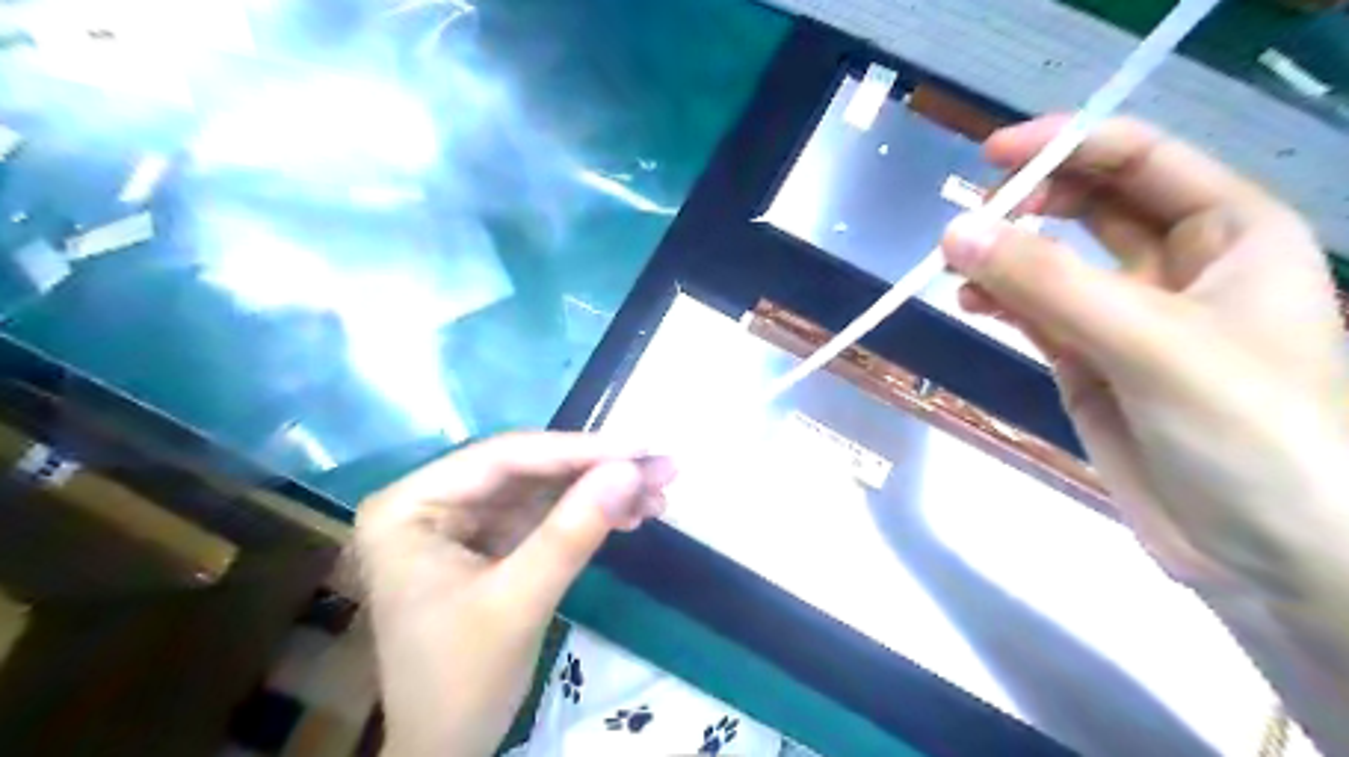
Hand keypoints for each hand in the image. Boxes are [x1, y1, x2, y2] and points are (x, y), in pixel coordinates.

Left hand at [354, 431, 674, 756]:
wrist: (446, 752)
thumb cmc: (460, 683)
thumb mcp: (519, 603)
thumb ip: (573, 532)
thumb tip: (630, 470)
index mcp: (409, 506)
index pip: (504, 459)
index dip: (578, 450)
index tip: (642, 448)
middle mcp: (432, 500)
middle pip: (529, 470)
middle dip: (599, 471)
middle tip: (662, 468)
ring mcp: (462, 521)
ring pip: (544, 489)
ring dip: (601, 491)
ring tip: (659, 494)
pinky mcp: (489, 542)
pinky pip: (545, 515)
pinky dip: (589, 515)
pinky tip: (631, 516)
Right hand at [941, 115, 1347, 745]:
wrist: (1268, 556)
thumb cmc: (1251, 431)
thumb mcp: (1151, 344)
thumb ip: (1048, 285)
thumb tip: (955, 231)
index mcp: (1230, 233)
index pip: (1139, 159)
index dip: (1067, 146)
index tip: (992, 156)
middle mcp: (1179, 266)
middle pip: (1091, 206)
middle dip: (1030, 203)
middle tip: (966, 218)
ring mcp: (1127, 319)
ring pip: (1054, 264)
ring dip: (1004, 257)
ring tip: (954, 266)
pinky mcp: (1089, 365)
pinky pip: (1036, 316)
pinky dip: (1000, 304)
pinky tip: (969, 303)